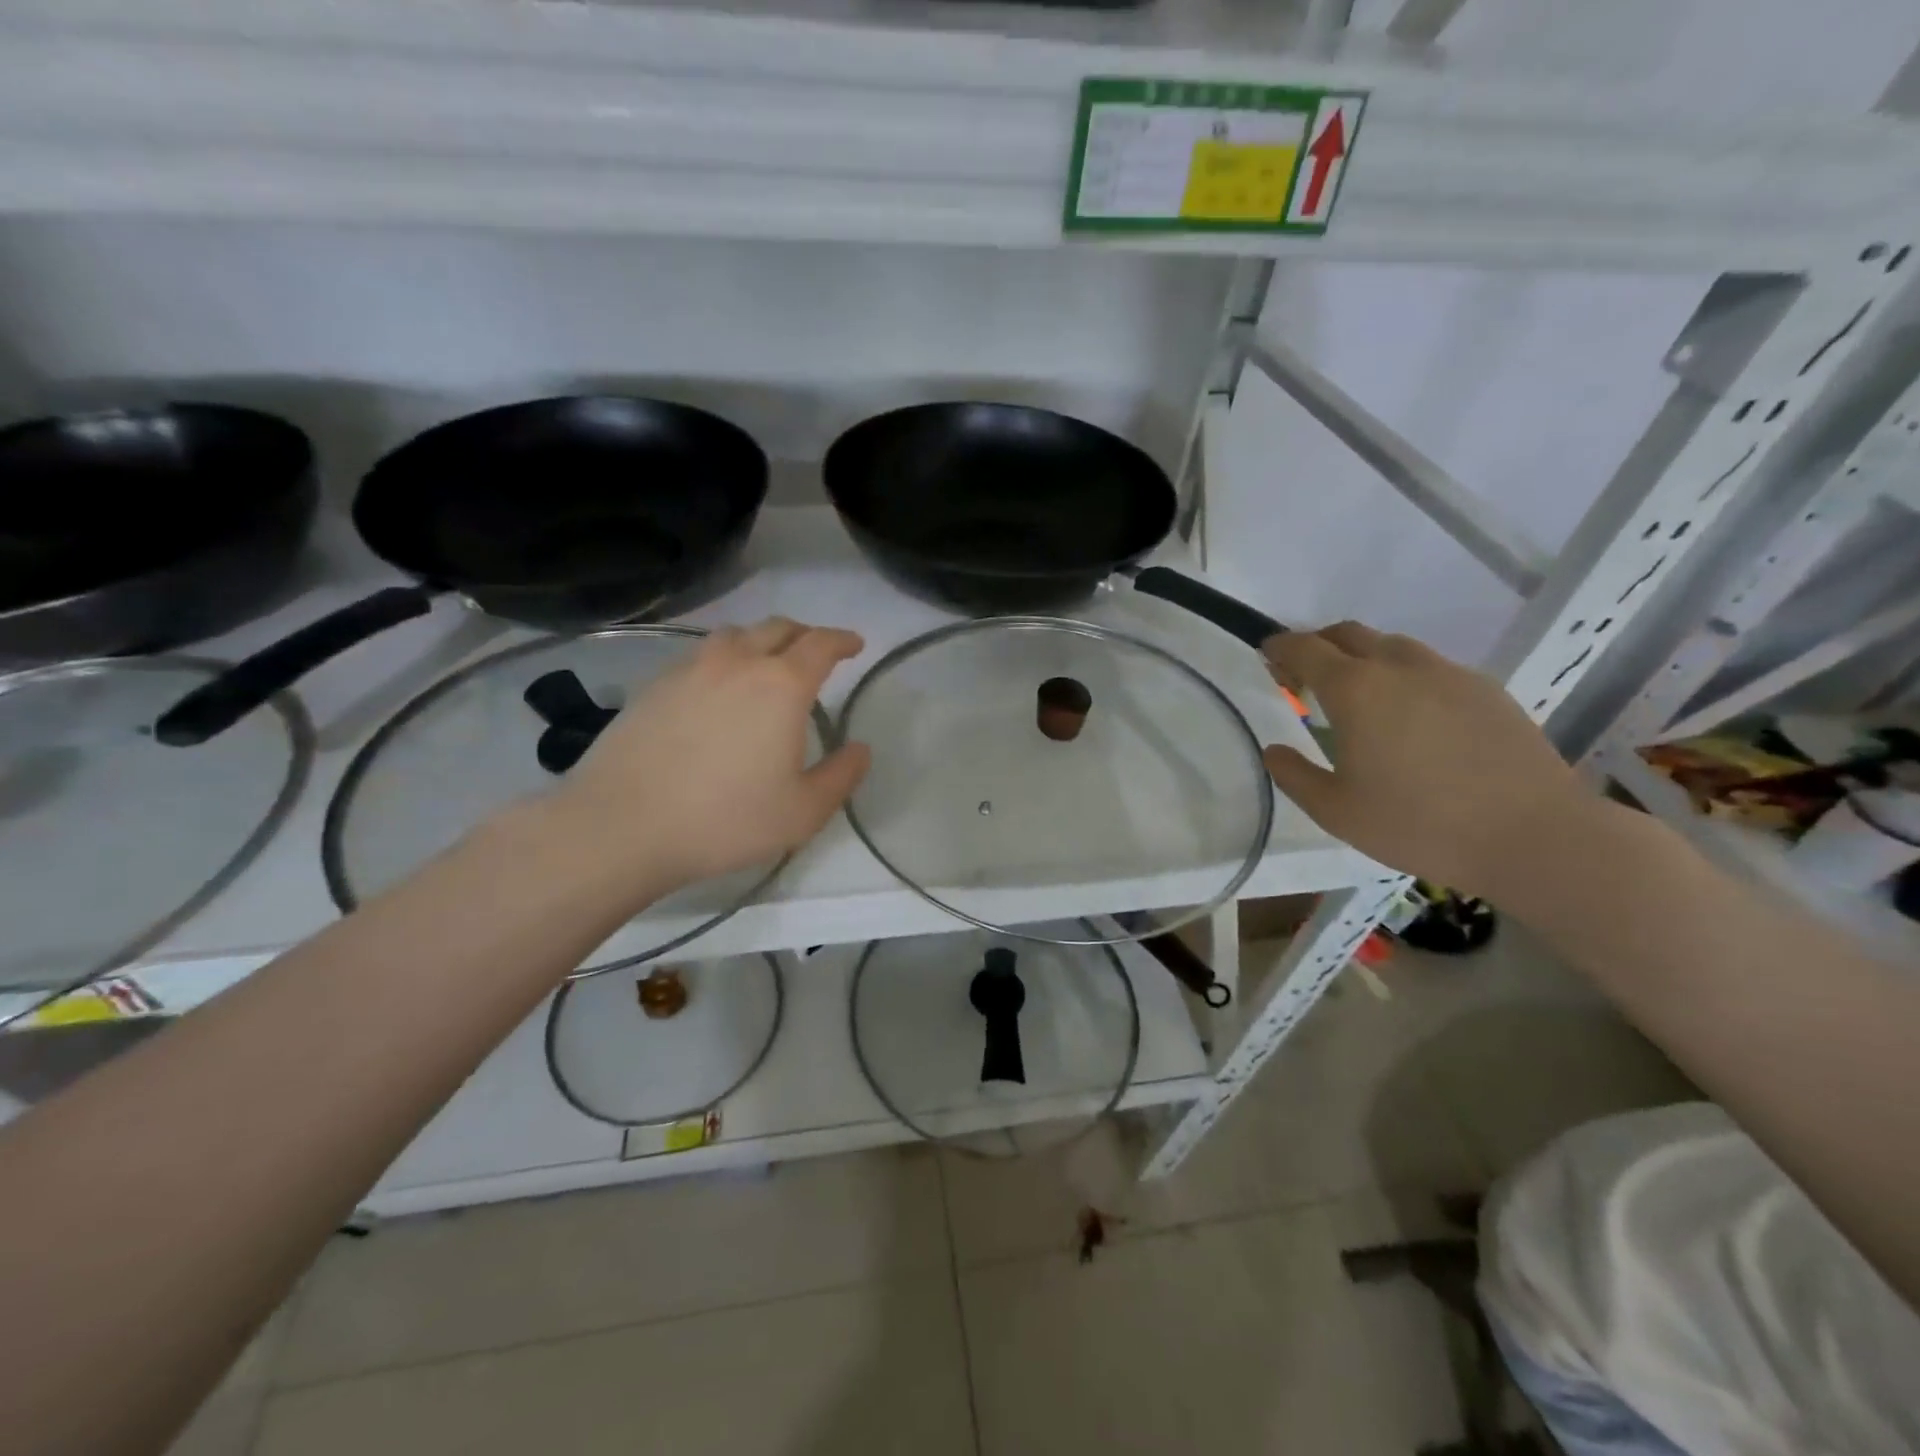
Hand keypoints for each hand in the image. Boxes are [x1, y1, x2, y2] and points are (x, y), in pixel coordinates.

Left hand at [545, 618, 869, 894]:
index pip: (820, 644)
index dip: (842, 640)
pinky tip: (718, 690)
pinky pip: (700, 656)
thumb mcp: (803, 811)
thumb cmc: (725, 820)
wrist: (622, 825)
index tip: (854, 645)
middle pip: (777, 628)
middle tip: (816, 652)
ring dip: (760, 641)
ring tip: (766, 664)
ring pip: (734, 635)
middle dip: (804, 635)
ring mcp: (690, 669)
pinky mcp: (654, 685)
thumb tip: (860, 749)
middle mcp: (737, 663)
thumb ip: (841, 776)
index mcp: (781, 685)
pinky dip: (723, 660)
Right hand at [1261, 622, 1596, 896]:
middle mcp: (1399, 667)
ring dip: (1364, 658)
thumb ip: (1294, 774)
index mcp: (1355, 689)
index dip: (1280, 647)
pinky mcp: (1487, 690)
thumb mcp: (1335, 811)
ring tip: (1359, 696)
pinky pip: (1431, 668)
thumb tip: (1274, 749)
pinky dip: (1405, 677)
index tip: (1267, 654)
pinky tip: (1412, 717)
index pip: (1305, 648)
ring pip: (1393, 647)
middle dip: (1319, 645)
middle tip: (1305, 677)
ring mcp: (1448, 674)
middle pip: (1348, 634)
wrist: (1532, 835)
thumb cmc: (1417, 824)